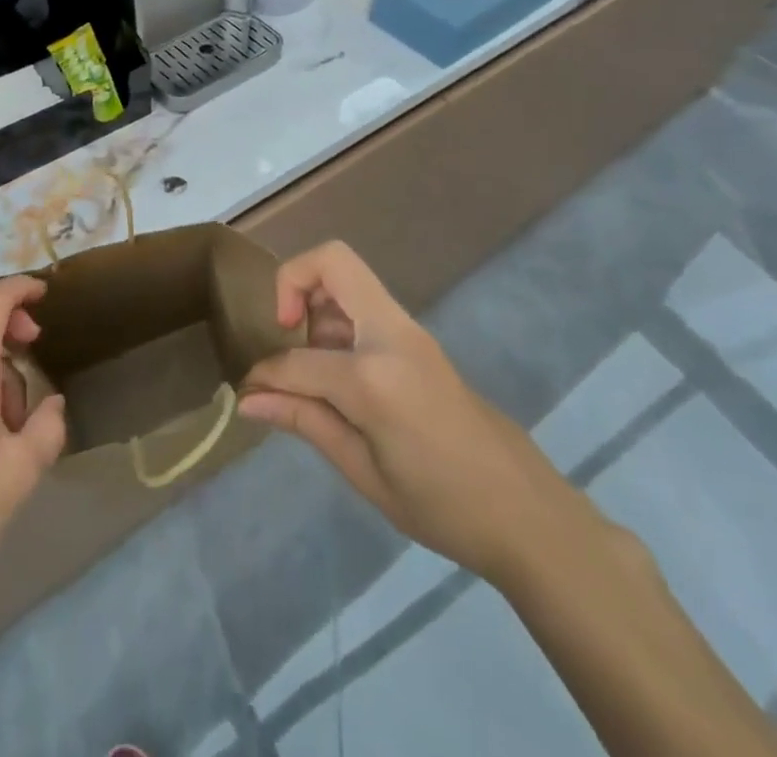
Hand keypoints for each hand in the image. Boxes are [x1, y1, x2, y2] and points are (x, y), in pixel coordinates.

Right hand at [239, 242, 598, 585]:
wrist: (528, 514)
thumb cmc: (442, 506)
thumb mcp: (363, 471)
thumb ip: (304, 420)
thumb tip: (248, 398)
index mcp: (373, 376)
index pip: (297, 360)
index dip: (264, 375)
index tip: (248, 394)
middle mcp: (391, 335)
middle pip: (333, 261)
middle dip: (292, 281)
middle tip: (283, 330)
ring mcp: (409, 331)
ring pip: (349, 277)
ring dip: (317, 302)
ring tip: (313, 365)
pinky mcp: (418, 340)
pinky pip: (366, 305)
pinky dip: (339, 319)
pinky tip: (340, 374)